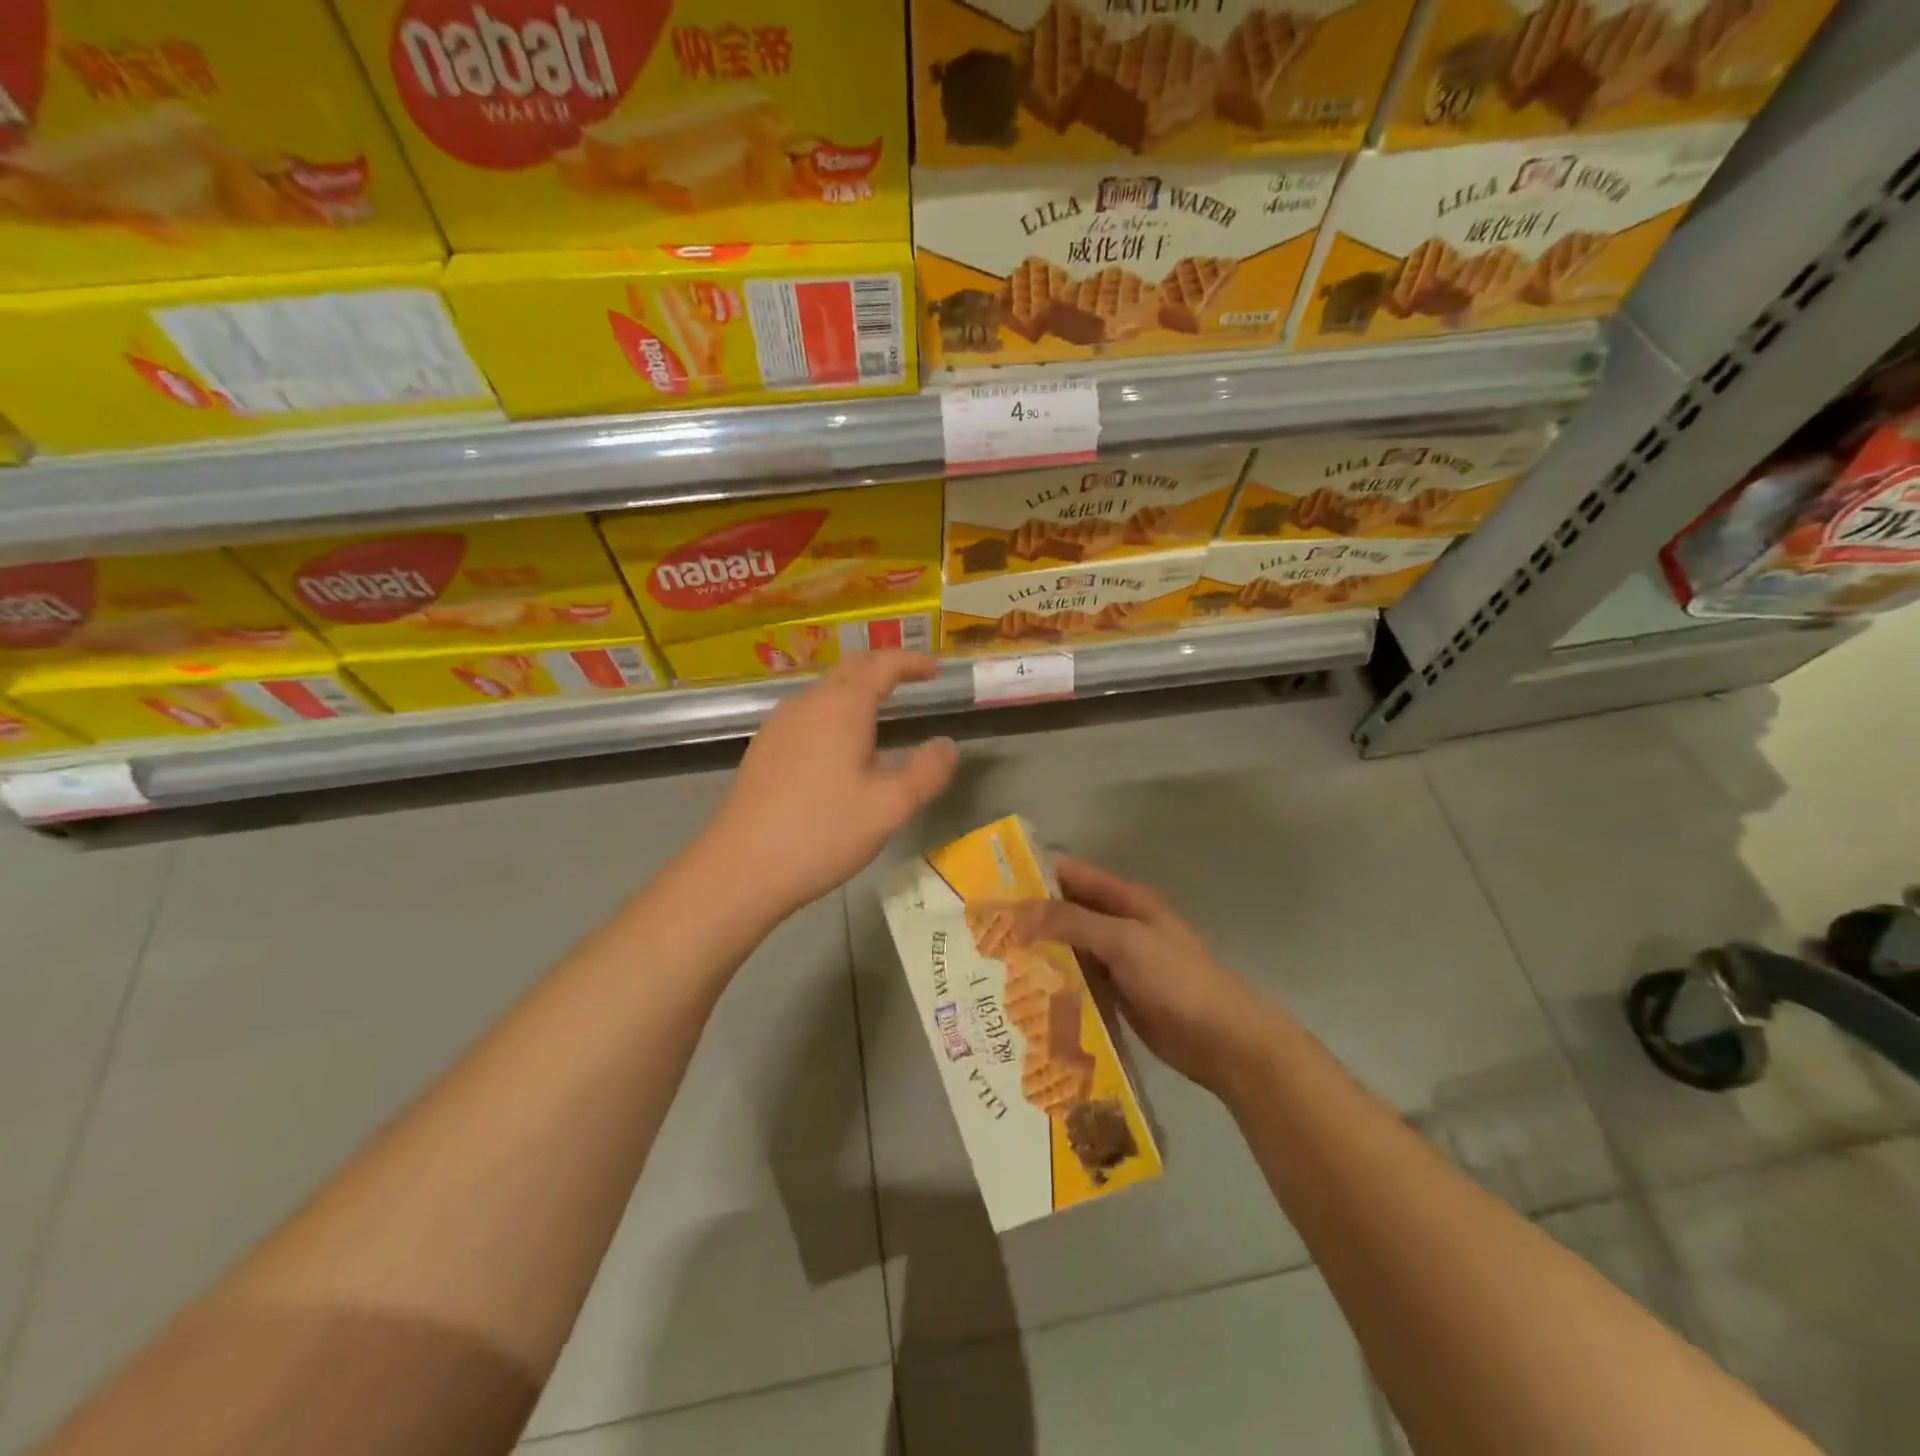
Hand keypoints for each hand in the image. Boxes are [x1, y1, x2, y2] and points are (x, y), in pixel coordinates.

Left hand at [703, 651, 958, 920]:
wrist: (741, 868)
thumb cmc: (823, 832)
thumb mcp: (890, 807)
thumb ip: (927, 772)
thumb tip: (948, 745)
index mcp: (841, 707)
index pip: (881, 665)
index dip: (910, 661)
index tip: (934, 669)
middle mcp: (807, 704)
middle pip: (849, 670)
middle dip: (882, 669)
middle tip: (910, 679)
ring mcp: (778, 725)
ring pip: (824, 693)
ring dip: (855, 691)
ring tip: (879, 713)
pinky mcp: (762, 749)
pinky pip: (806, 715)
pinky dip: (833, 714)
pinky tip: (838, 748)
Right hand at [999, 855, 1285, 1097]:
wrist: (1224, 1041)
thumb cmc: (1178, 980)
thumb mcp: (1125, 941)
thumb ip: (1072, 922)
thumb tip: (1016, 910)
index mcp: (1125, 899)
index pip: (1070, 874)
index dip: (1032, 874)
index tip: (989, 885)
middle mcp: (1117, 924)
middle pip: (1065, 911)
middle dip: (1027, 916)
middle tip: (979, 929)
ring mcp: (1116, 961)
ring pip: (1067, 947)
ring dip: (1036, 951)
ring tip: (988, 961)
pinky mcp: (1114, 994)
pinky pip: (1076, 980)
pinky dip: (1052, 982)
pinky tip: (1020, 992)